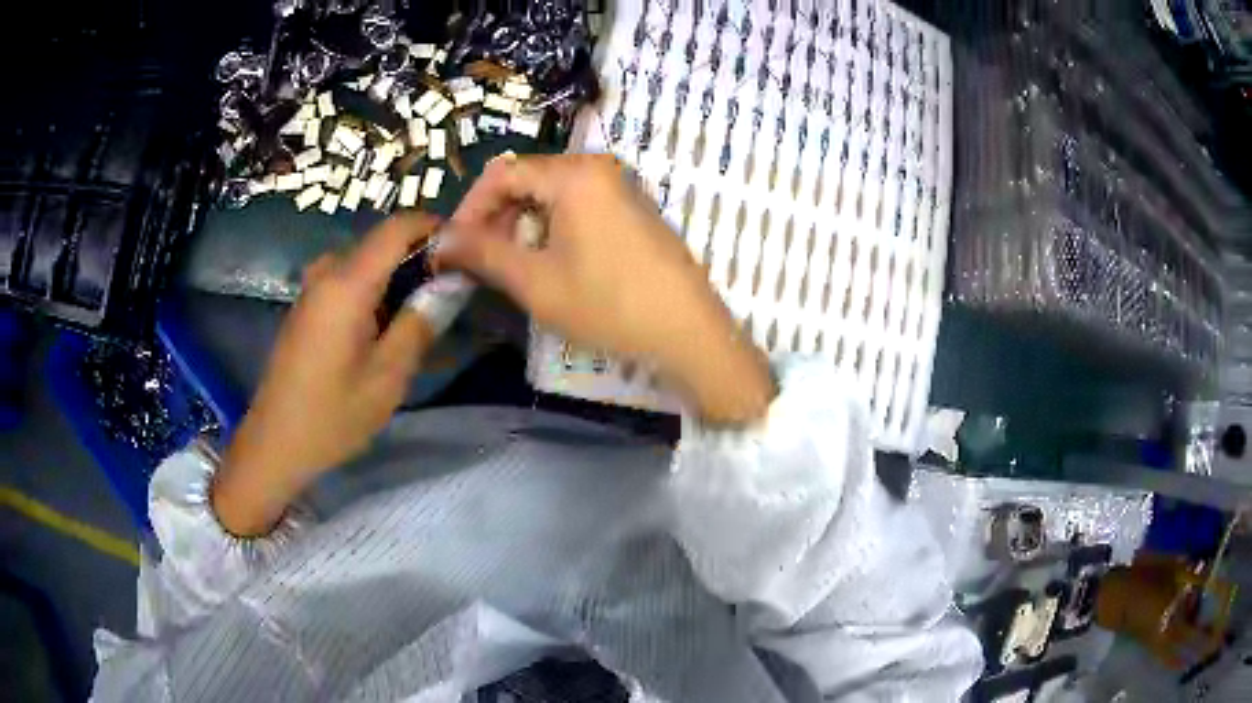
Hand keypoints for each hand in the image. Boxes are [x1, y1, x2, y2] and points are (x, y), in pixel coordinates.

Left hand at [212, 213, 437, 536]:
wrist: (275, 442)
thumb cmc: (332, 415)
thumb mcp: (387, 376)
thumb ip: (421, 322)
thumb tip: (451, 283)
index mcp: (347, 283)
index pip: (398, 227)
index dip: (435, 228)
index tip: (465, 252)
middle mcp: (327, 272)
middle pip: (382, 242)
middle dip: (420, 258)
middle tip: (449, 295)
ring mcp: (313, 287)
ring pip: (367, 262)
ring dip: (398, 279)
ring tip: (421, 317)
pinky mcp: (307, 305)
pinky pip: (349, 280)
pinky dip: (375, 292)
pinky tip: (386, 329)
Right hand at [441, 154, 773, 423]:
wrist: (688, 331)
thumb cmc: (609, 305)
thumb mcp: (536, 282)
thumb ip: (483, 253)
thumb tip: (441, 240)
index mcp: (574, 174)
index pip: (502, 174)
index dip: (470, 209)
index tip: (453, 247)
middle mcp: (598, 167)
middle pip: (528, 179)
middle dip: (496, 218)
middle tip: (479, 261)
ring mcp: (620, 186)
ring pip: (552, 194)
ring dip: (522, 225)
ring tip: (510, 267)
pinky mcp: (632, 208)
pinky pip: (578, 205)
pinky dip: (552, 227)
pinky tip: (549, 262)